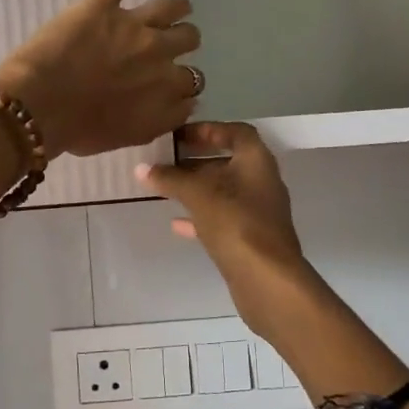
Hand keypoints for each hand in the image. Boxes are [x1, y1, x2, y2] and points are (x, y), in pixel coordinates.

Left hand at [0, 0, 201, 158]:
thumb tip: (181, 106)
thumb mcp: (129, 137)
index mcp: (165, 90)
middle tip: (169, 45)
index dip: (181, 84)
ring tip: (176, 7)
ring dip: (177, 8)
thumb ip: (161, 121)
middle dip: (182, 42)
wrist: (39, 108)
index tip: (169, 86)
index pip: (190, 84)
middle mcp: (159, 55)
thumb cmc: (78, 130)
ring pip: (172, 8)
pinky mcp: (103, 3)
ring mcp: (133, 25)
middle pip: (188, 40)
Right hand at [137, 122, 321, 337]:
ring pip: (225, 192)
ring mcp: (259, 211)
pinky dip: (202, 216)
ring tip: (166, 188)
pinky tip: (176, 223)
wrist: (266, 278)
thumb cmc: (235, 222)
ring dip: (198, 188)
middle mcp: (262, 181)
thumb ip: (170, 178)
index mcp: (257, 160)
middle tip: (166, 161)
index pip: (236, 132)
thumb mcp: (198, 194)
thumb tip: (142, 168)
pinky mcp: (252, 238)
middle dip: (197, 160)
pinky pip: (224, 218)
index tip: (180, 136)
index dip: (208, 130)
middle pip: (229, 161)